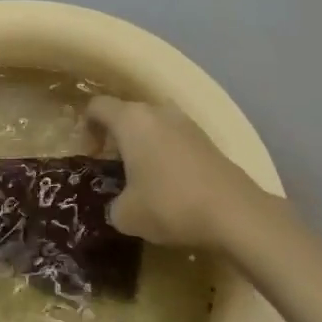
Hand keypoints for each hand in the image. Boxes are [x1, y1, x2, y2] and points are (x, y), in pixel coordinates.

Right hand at [85, 96, 269, 248]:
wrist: (234, 212)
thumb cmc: (169, 204)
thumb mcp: (126, 215)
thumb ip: (114, 204)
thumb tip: (120, 204)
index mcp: (131, 120)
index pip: (98, 106)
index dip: (87, 127)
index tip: (90, 154)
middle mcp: (158, 112)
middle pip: (127, 114)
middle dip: (116, 137)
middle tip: (113, 168)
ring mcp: (186, 123)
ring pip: (153, 125)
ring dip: (142, 145)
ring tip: (141, 178)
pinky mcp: (207, 139)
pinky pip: (174, 138)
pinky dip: (165, 154)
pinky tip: (169, 183)